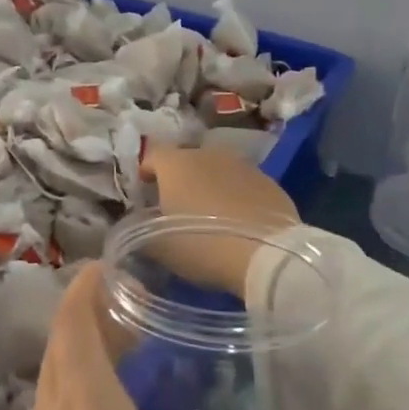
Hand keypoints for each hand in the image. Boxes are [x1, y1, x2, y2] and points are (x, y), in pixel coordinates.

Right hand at [137, 146, 299, 294]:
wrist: (266, 255)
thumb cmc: (201, 246)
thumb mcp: (159, 247)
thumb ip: (142, 231)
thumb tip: (138, 225)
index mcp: (176, 164)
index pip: (153, 155)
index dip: (147, 172)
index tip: (146, 191)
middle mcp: (209, 154)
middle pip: (187, 160)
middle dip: (180, 178)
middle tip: (178, 205)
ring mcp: (243, 165)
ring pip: (218, 170)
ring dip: (211, 185)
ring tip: (210, 214)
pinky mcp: (270, 182)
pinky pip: (244, 185)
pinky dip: (237, 196)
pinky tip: (239, 221)